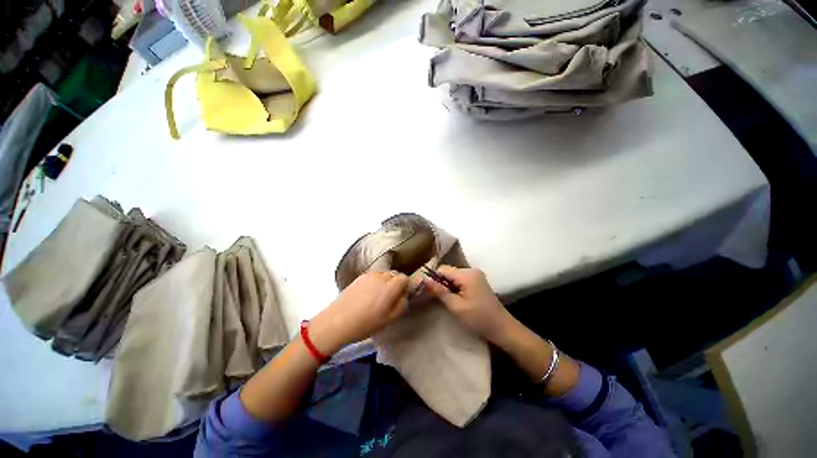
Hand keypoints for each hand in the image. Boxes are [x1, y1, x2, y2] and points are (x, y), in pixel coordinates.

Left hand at [309, 271, 409, 354]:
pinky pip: (373, 276)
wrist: (337, 322)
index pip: (404, 278)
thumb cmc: (365, 323)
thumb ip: (402, 304)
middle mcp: (381, 276)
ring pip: (383, 274)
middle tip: (391, 298)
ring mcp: (369, 275)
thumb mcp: (390, 319)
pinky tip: (368, 296)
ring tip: (378, 297)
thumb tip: (405, 295)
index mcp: (390, 286)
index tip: (402, 296)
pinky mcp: (359, 277)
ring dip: (385, 282)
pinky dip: (375, 282)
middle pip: (394, 274)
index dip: (405, 286)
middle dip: (396, 283)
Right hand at [425, 266, 511, 341]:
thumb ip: (440, 291)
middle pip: (448, 271)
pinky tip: (455, 298)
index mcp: (466, 274)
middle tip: (436, 298)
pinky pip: (461, 280)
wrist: (502, 328)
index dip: (433, 278)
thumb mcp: (456, 306)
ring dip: (448, 286)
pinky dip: (455, 287)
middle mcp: (471, 270)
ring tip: (446, 300)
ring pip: (454, 276)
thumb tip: (425, 280)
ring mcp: (476, 275)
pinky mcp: (478, 281)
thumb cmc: (478, 318)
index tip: (428, 291)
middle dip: (441, 282)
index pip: (443, 269)